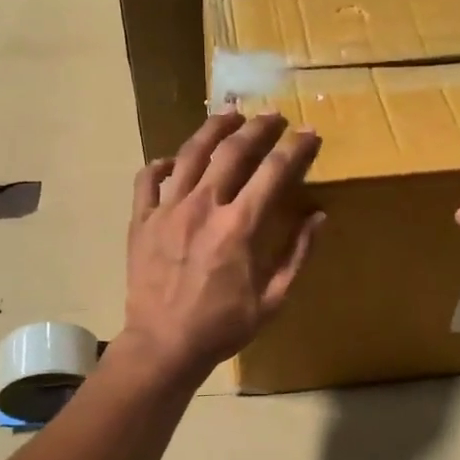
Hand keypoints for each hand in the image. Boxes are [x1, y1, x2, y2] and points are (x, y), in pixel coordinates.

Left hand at [118, 108, 324, 382]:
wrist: (163, 346)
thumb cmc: (222, 327)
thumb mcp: (273, 299)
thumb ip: (297, 254)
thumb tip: (318, 217)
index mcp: (239, 226)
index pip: (274, 172)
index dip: (296, 148)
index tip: (309, 132)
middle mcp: (203, 206)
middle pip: (233, 151)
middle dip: (258, 127)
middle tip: (273, 116)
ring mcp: (167, 210)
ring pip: (190, 154)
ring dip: (213, 129)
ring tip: (229, 114)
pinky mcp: (141, 220)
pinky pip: (148, 180)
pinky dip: (161, 165)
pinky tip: (173, 161)